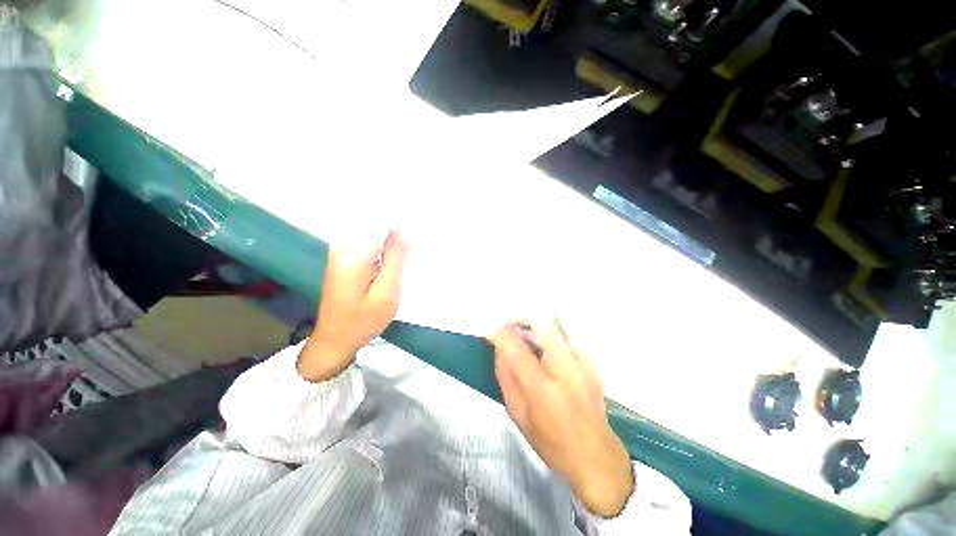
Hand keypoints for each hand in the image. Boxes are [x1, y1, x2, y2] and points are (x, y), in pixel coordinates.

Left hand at [298, 231, 408, 381]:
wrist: (334, 340)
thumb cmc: (363, 320)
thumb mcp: (387, 293)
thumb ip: (395, 259)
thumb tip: (404, 229)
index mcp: (355, 253)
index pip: (380, 221)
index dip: (400, 219)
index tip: (419, 224)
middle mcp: (344, 246)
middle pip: (374, 223)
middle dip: (396, 227)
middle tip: (416, 241)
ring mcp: (341, 252)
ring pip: (371, 232)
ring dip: (390, 237)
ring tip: (407, 251)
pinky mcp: (343, 259)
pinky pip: (366, 242)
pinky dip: (382, 246)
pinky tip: (394, 258)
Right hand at [489, 317, 633, 516]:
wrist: (594, 454)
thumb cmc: (549, 440)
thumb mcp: (517, 412)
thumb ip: (505, 374)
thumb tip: (499, 345)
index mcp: (541, 387)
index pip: (514, 345)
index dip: (499, 331)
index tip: (491, 330)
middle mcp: (564, 367)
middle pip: (541, 320)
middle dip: (519, 314)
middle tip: (509, 322)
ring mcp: (583, 360)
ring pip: (558, 318)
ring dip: (537, 317)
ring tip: (526, 326)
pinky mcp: (593, 359)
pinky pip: (570, 328)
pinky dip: (553, 324)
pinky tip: (545, 336)